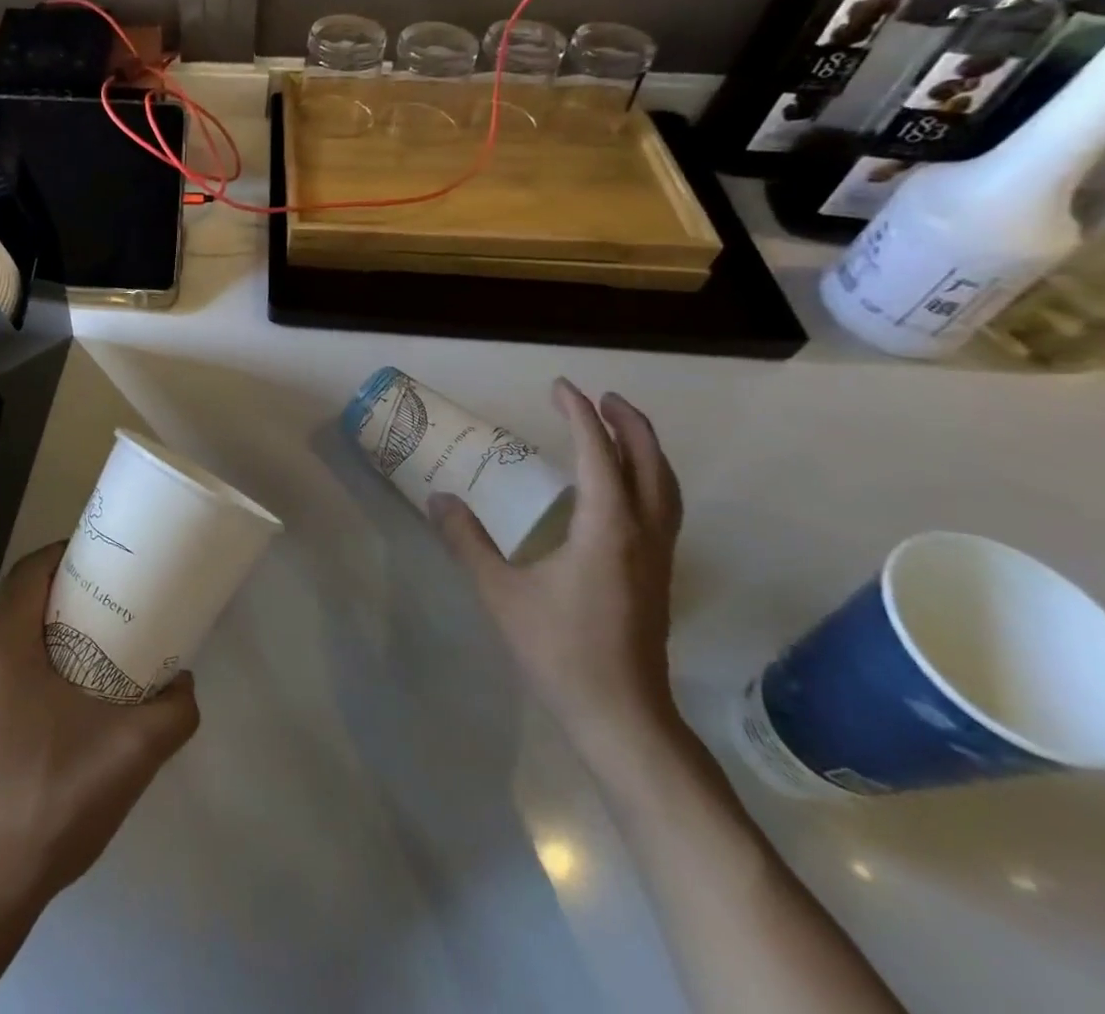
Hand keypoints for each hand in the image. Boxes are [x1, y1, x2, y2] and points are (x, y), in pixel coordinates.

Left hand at [0, 542, 199, 912]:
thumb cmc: (48, 802)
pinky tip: (51, 704)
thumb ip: (173, 709)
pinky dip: (19, 669)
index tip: (105, 564)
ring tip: (85, 654)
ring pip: (1, 641)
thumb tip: (184, 681)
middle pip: (17, 604)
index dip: (67, 555)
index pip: (31, 570)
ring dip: (40, 637)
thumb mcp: (130, 753)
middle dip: (62, 598)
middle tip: (107, 610)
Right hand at [428, 379, 683, 766]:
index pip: (598, 453)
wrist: (621, 717)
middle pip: (649, 462)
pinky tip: (620, 490)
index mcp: (607, 527)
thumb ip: (467, 541)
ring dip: (645, 449)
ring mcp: (657, 557)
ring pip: (664, 486)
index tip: (560, 387)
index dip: (579, 414)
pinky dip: (647, 479)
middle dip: (628, 423)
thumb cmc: (559, 650)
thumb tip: (439, 499)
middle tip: (601, 397)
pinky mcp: (658, 576)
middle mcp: (642, 532)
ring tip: (619, 430)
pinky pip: (661, 508)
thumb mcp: (500, 592)